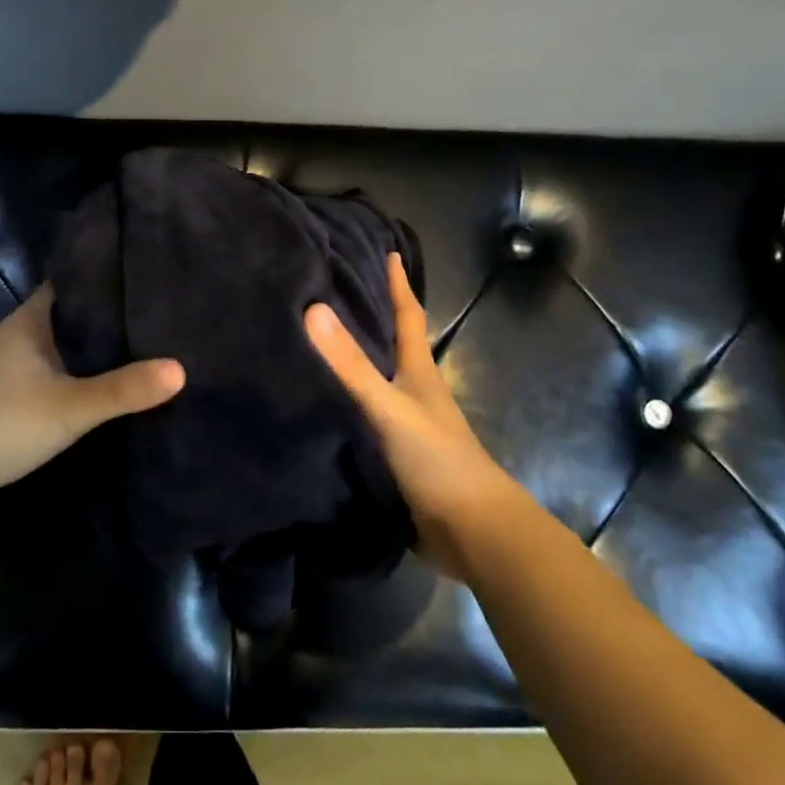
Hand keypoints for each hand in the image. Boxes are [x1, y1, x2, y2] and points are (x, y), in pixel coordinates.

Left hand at [0, 286, 184, 498]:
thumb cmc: (1, 422)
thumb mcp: (70, 407)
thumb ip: (123, 390)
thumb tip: (181, 369)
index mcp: (28, 320)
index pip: (70, 283)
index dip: (102, 278)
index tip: (141, 279)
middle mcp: (12, 333)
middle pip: (63, 313)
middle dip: (100, 314)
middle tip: (148, 314)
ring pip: (50, 342)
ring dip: (81, 343)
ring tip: (129, 345)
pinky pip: (39, 366)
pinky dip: (64, 367)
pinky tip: (85, 382)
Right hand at [305, 253, 516, 564]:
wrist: (472, 534)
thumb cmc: (438, 460)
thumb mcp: (390, 407)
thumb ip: (351, 366)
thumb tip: (312, 309)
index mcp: (418, 370)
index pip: (408, 314)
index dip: (397, 283)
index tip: (385, 250)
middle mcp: (413, 391)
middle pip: (390, 343)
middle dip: (366, 315)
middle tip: (327, 289)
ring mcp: (406, 426)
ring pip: (374, 381)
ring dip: (351, 361)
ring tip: (311, 341)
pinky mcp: (394, 456)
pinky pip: (362, 418)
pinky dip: (343, 404)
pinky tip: (315, 403)